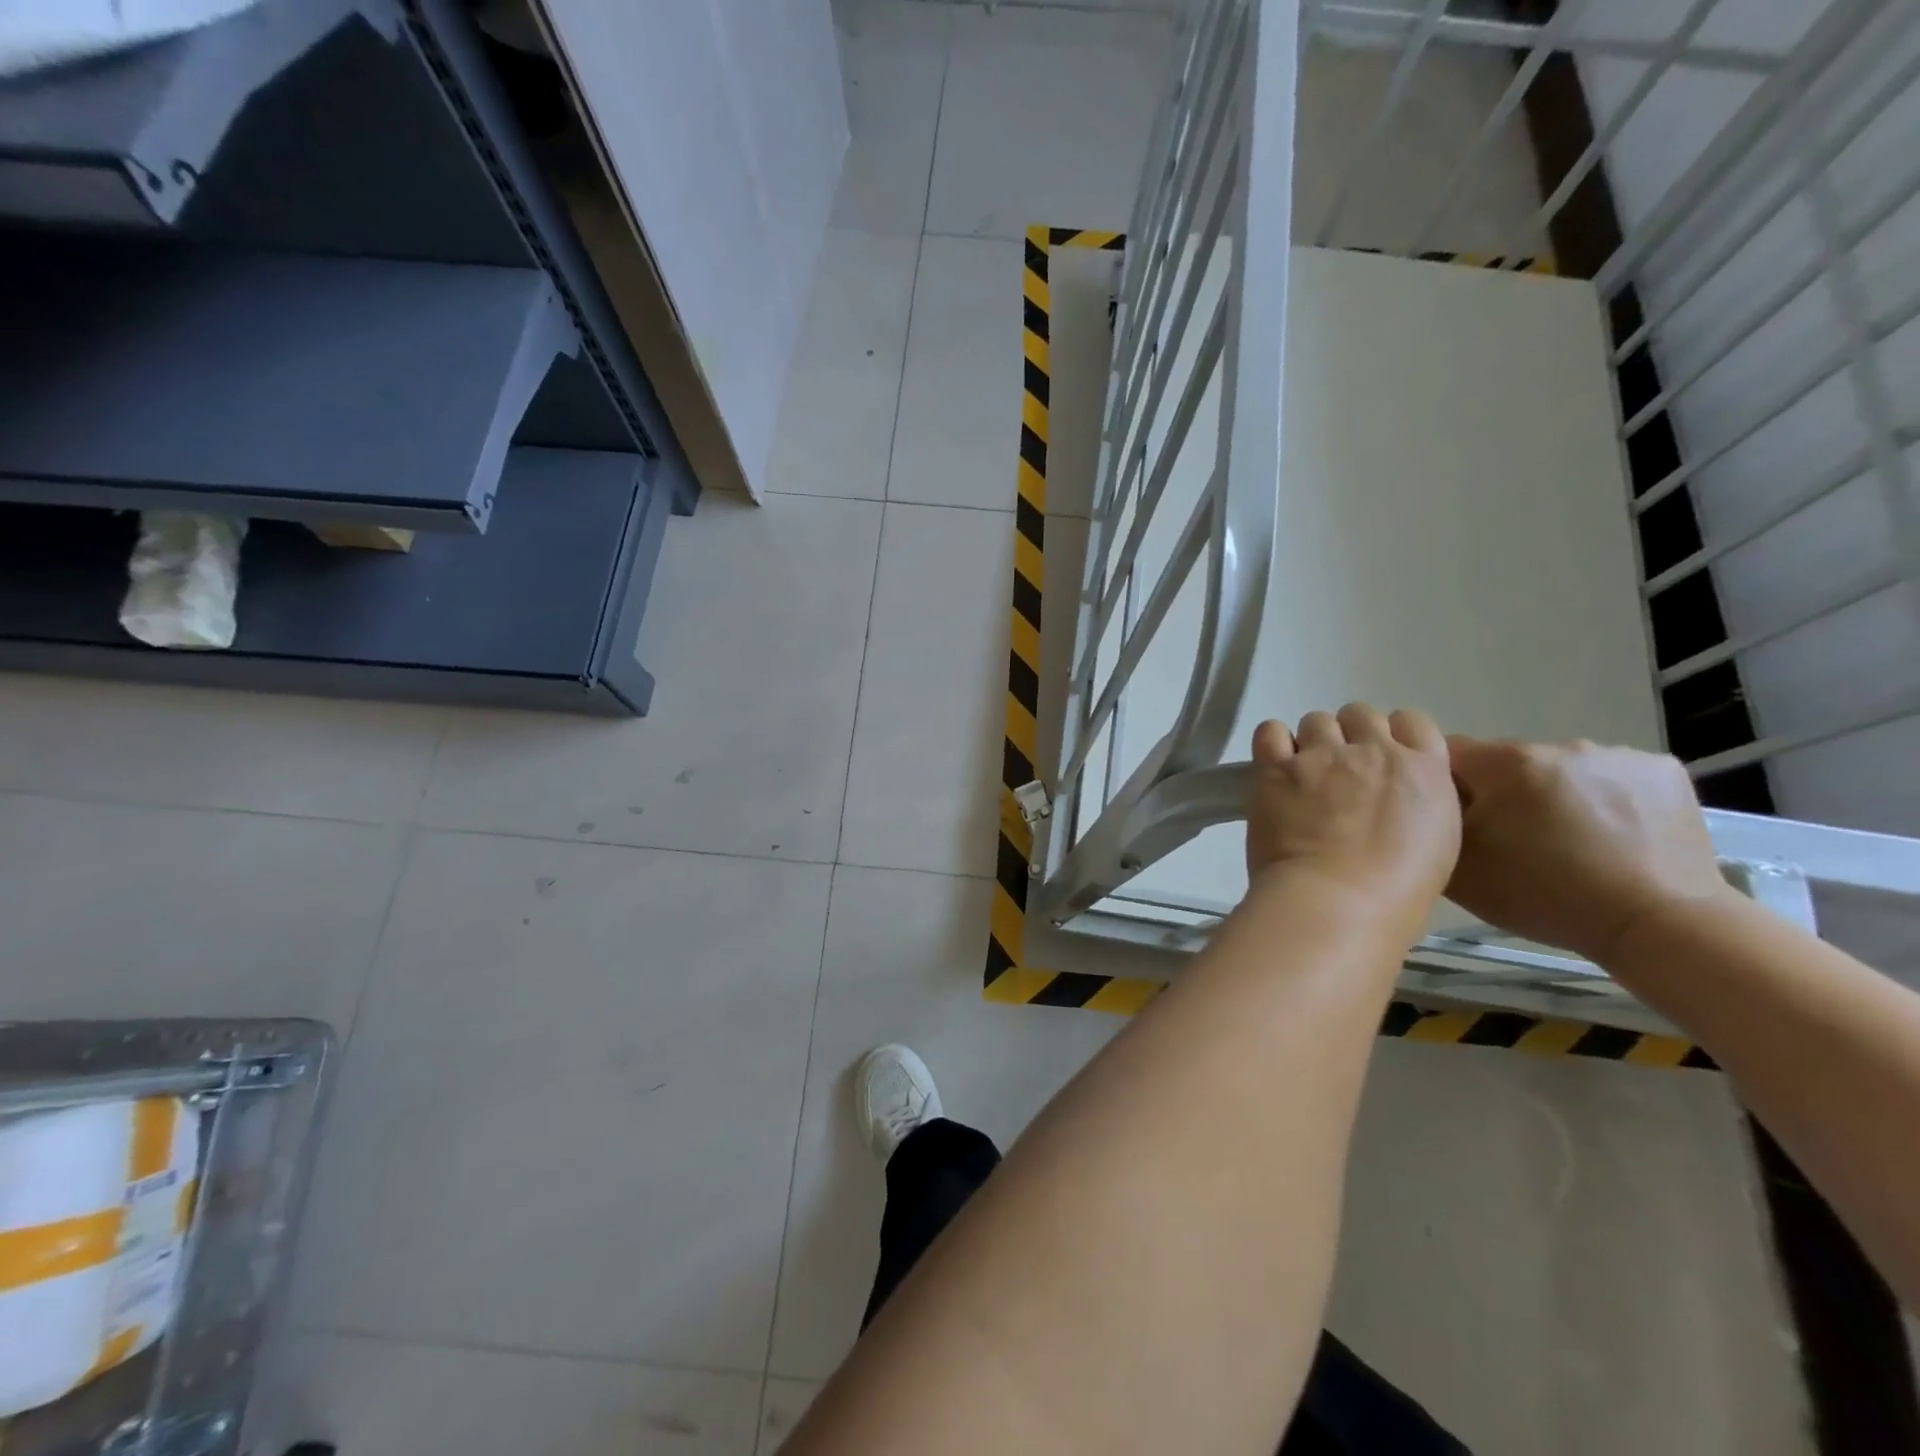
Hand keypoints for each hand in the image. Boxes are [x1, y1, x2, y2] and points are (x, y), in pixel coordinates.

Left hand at [1244, 704, 1460, 934]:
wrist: (1337, 903)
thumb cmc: (1396, 894)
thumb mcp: (1436, 844)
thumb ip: (1417, 805)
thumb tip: (1394, 798)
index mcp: (1424, 769)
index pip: (1412, 722)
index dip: (1392, 736)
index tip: (1379, 760)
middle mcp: (1374, 751)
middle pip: (1360, 715)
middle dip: (1350, 736)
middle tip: (1339, 771)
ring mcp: (1322, 756)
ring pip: (1316, 721)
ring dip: (1312, 741)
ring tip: (1305, 775)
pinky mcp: (1277, 768)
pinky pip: (1270, 732)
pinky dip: (1272, 743)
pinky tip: (1274, 766)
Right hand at [1446, 737, 1735, 962]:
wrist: (1659, 925)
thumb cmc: (1544, 896)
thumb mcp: (1458, 868)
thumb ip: (1431, 823)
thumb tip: (1427, 799)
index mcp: (1505, 762)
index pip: (1448, 753)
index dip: (1445, 785)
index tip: (1460, 822)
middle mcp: (1559, 745)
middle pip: (1506, 762)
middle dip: (1503, 793)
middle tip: (1515, 841)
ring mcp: (1617, 754)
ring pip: (1559, 770)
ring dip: (1553, 795)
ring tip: (1568, 843)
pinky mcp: (1663, 771)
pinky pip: (1611, 777)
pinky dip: (1604, 800)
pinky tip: (1611, 837)